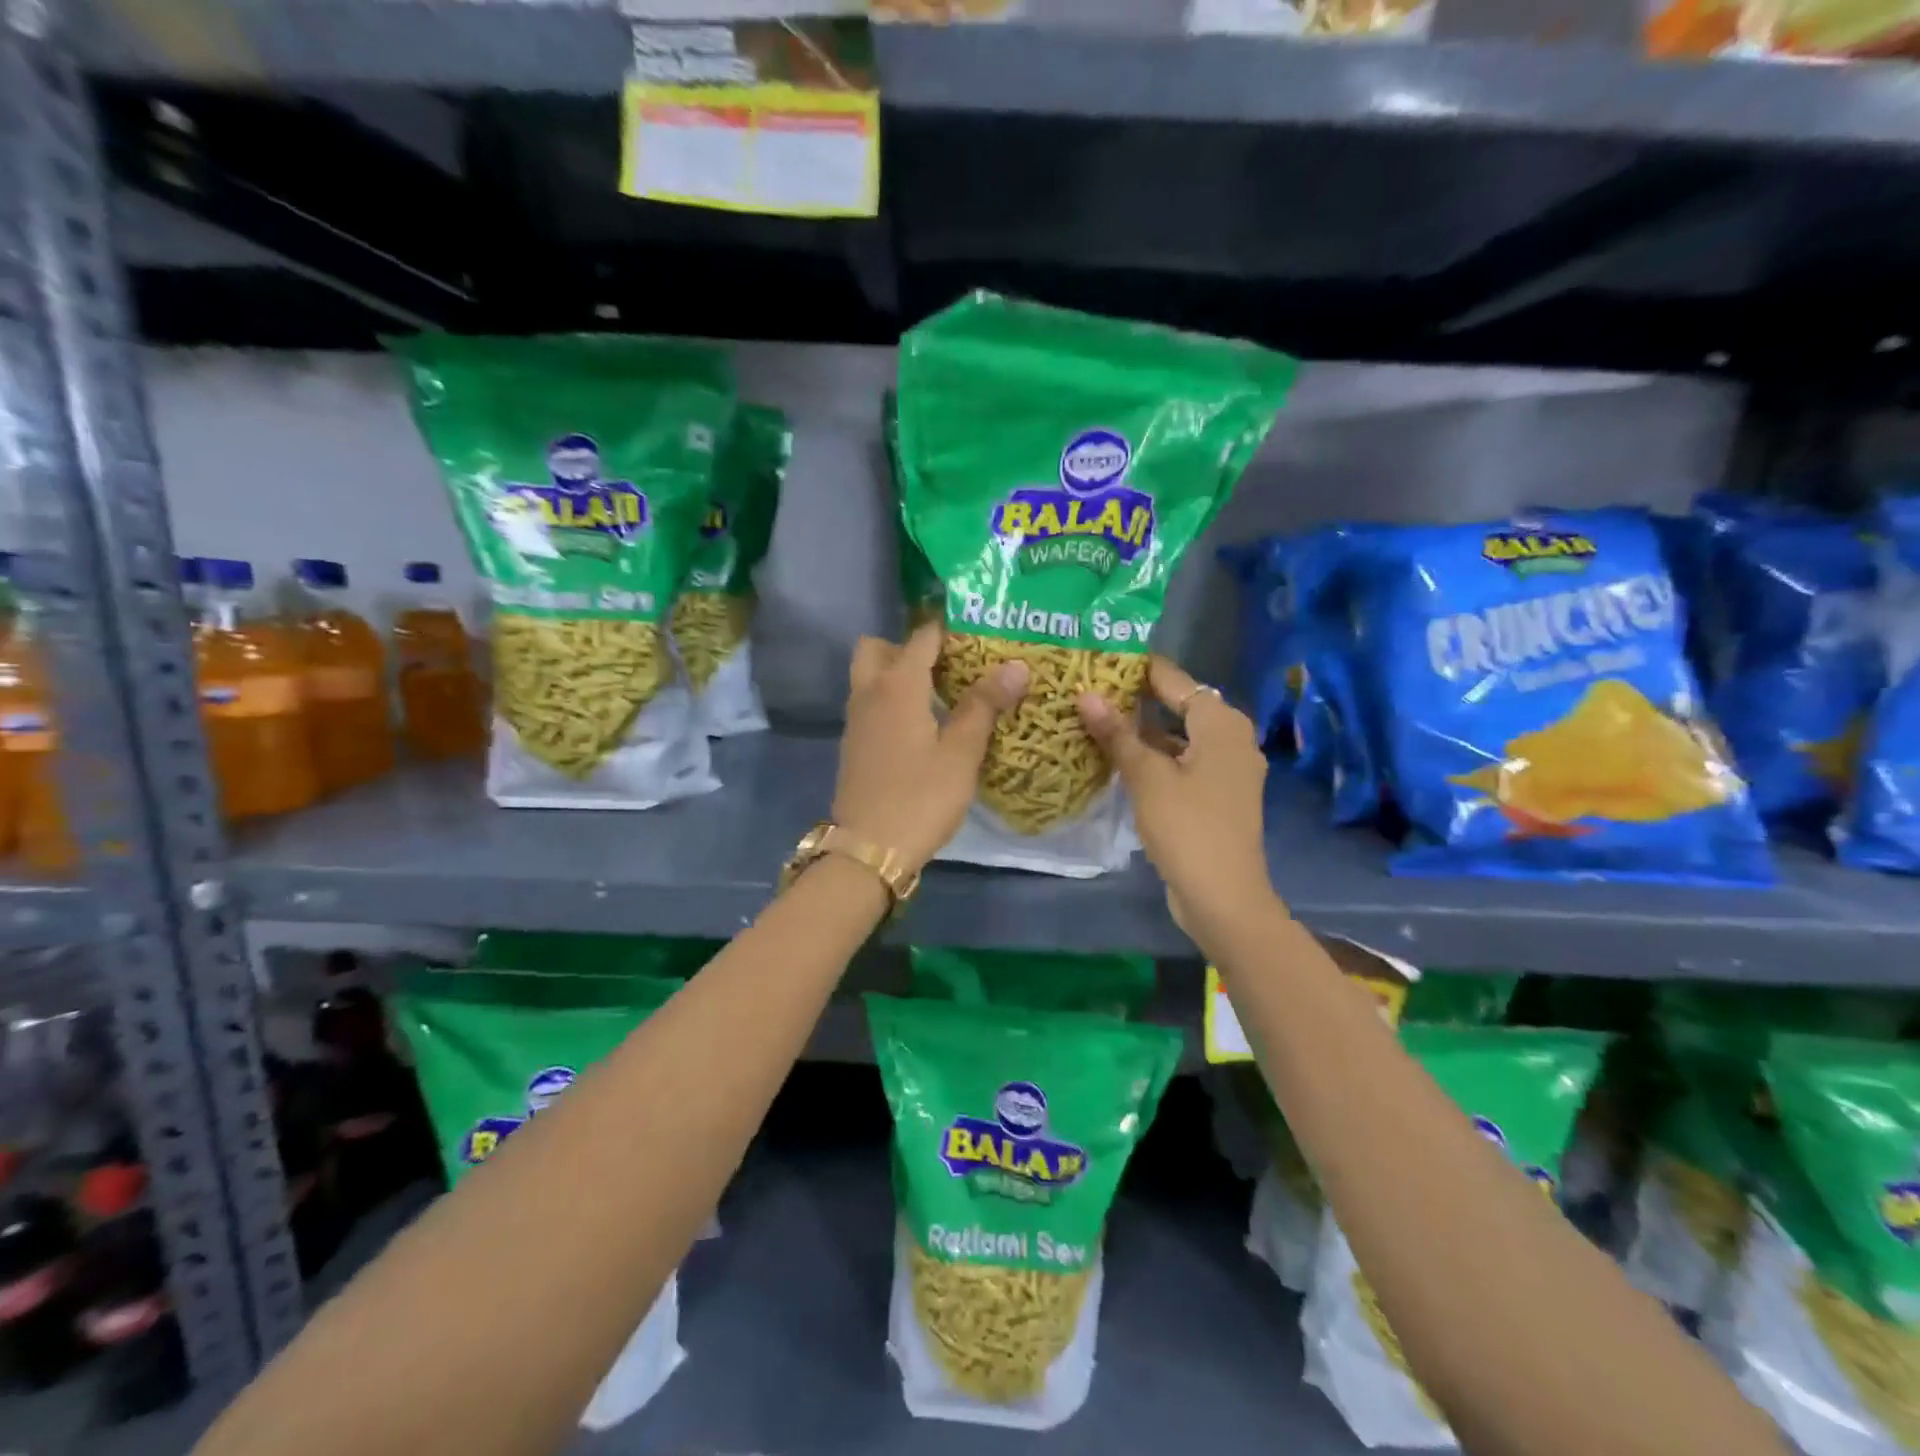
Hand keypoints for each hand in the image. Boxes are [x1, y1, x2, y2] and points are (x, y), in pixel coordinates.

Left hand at [833, 621, 1028, 873]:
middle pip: (879, 648)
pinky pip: (870, 703)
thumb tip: (1015, 666)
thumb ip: (984, 706)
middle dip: (908, 646)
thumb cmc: (920, 798)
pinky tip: (922, 725)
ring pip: (870, 676)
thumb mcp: (961, 753)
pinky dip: (891, 700)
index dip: (948, 628)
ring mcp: (856, 720)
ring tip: (941, 692)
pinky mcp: (854, 744)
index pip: (922, 637)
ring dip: (897, 673)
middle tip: (946, 664)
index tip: (978, 630)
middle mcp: (869, 693)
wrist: (869, 849)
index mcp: (897, 686)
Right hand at [1076, 656, 1280, 942]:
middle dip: (1136, 699)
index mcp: (1222, 724)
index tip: (1100, 657)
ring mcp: (1226, 769)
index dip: (1139, 668)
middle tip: (1091, 687)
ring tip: (1097, 718)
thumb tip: (1085, 695)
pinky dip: (1155, 757)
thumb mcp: (1147, 777)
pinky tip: (1119, 759)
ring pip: (1179, 737)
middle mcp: (1231, 739)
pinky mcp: (1217, 796)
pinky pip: (1182, 762)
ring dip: (1143, 730)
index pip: (1176, 680)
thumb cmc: (1188, 828)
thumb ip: (1117, 734)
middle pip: (1179, 706)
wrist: (1223, 897)